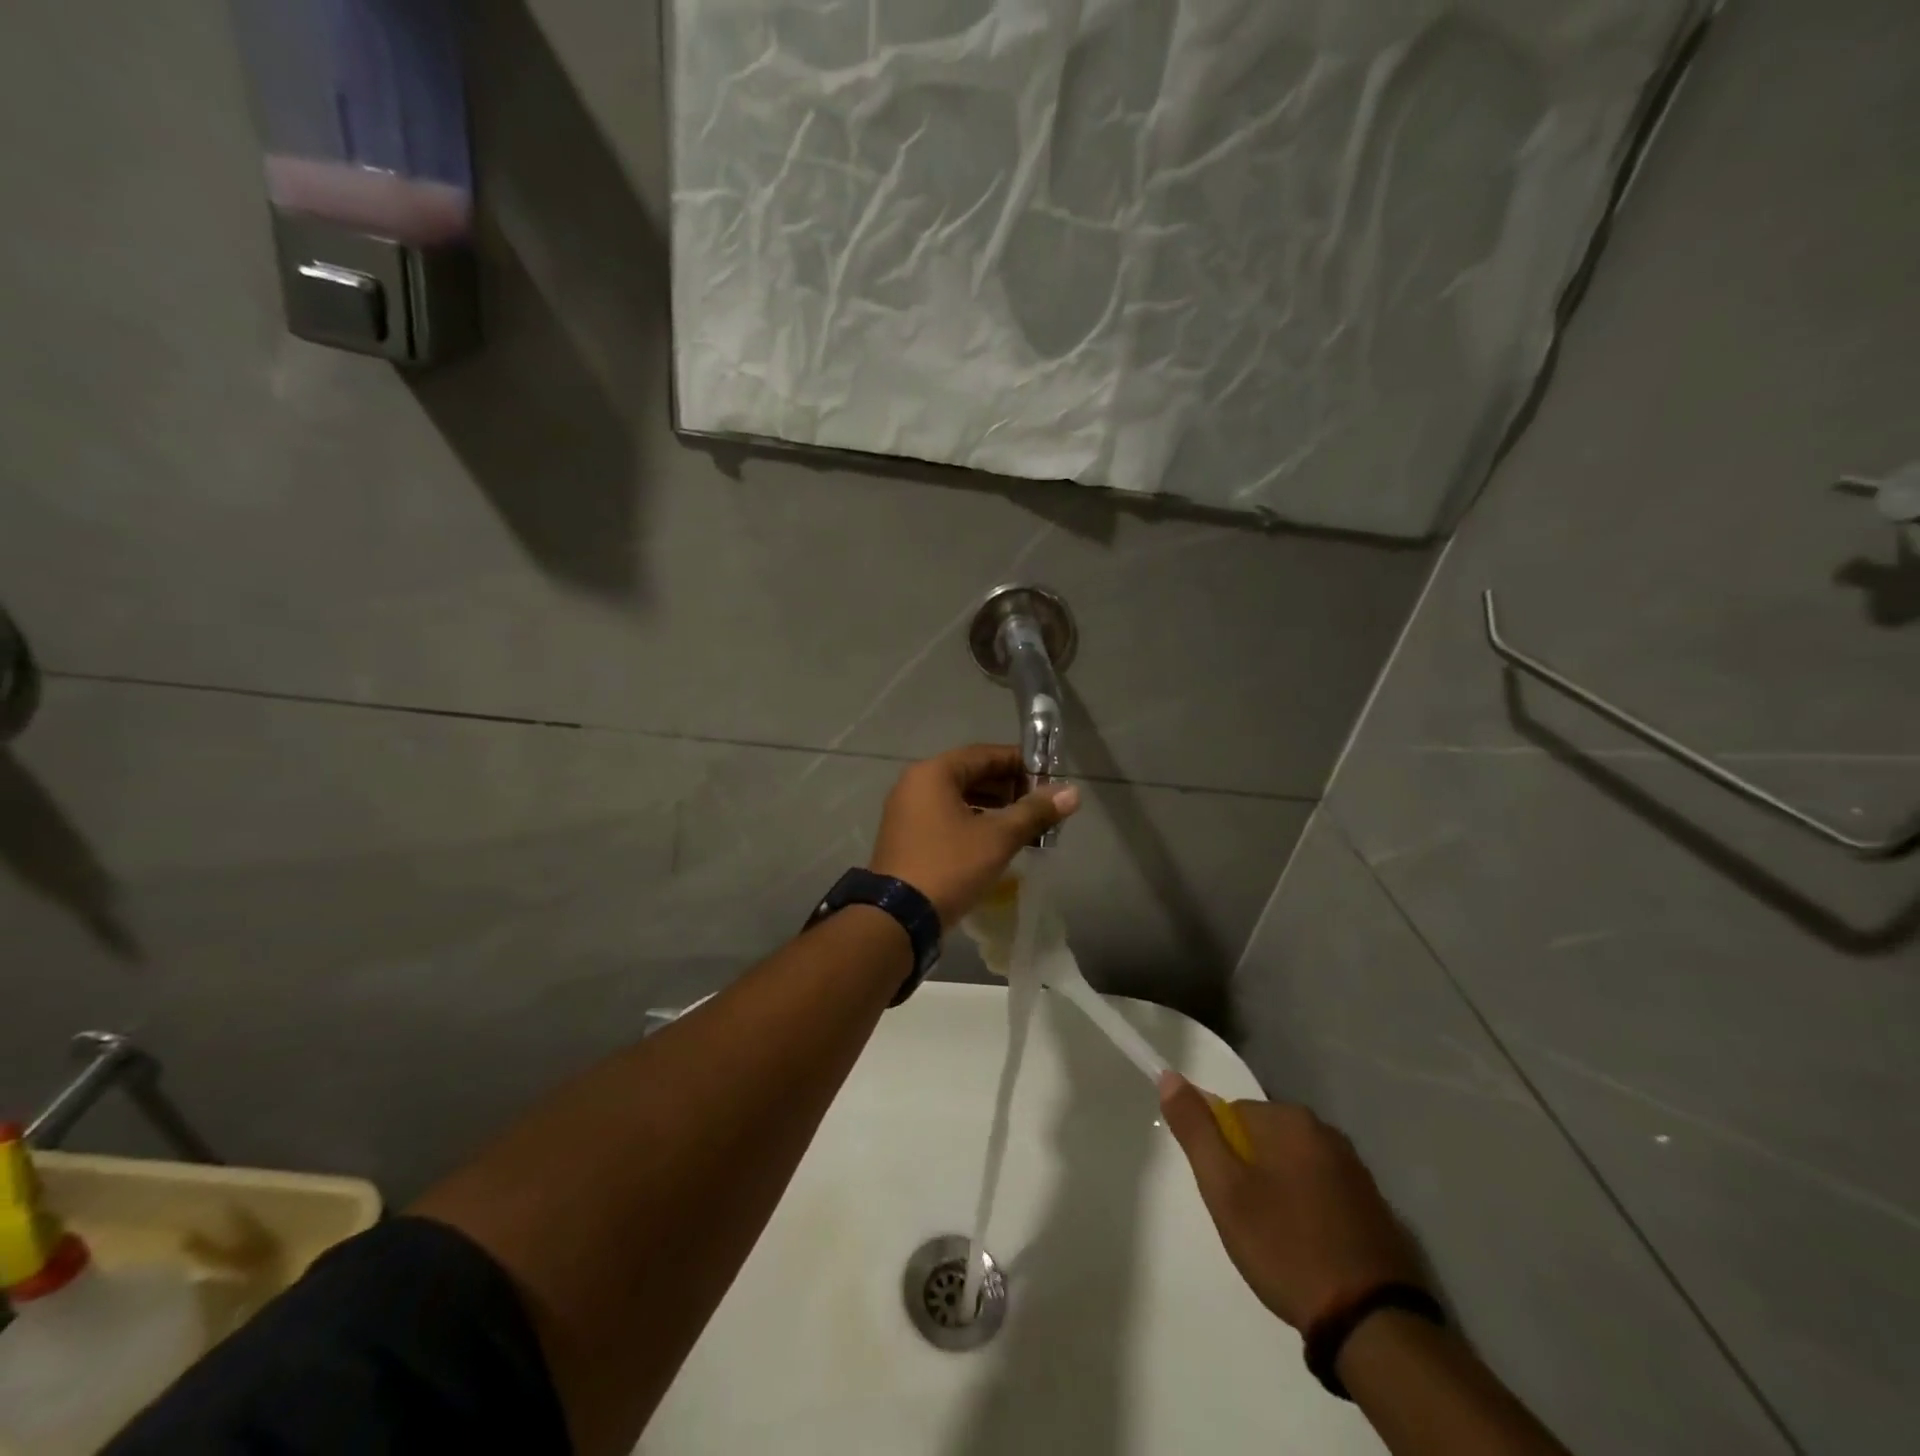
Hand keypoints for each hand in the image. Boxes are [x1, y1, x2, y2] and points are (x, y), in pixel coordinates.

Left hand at [868, 744, 1079, 925]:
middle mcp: (915, 784)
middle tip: (1040, 805)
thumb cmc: (949, 866)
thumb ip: (1035, 812)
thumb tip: (1072, 792)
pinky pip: (945, 816)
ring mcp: (906, 811)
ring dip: (992, 806)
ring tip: (1024, 824)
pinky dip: (972, 821)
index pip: (985, 754)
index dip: (1020, 764)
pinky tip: (995, 840)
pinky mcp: (906, 836)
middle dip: (1008, 787)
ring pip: (958, 797)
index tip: (1049, 779)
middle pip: (970, 773)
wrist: (898, 917)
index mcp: (934, 773)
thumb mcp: (998, 838)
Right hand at [1159, 1073, 1424, 1332]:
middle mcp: (1326, 1131)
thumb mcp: (1225, 1189)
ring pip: (1294, 1165)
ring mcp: (1356, 1169)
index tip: (1227, 1196)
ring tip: (1277, 1240)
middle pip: (1264, 1138)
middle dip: (1249, 1172)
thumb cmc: (1286, 1246)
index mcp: (1290, 1119)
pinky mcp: (1375, 1205)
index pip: (1232, 1114)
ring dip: (1279, 1191)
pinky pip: (1323, 1191)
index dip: (1221, 1155)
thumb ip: (1195, 1129)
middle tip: (1248, 1221)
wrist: (1372, 1323)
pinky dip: (1309, 1210)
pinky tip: (1308, 1249)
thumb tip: (1169, 1076)